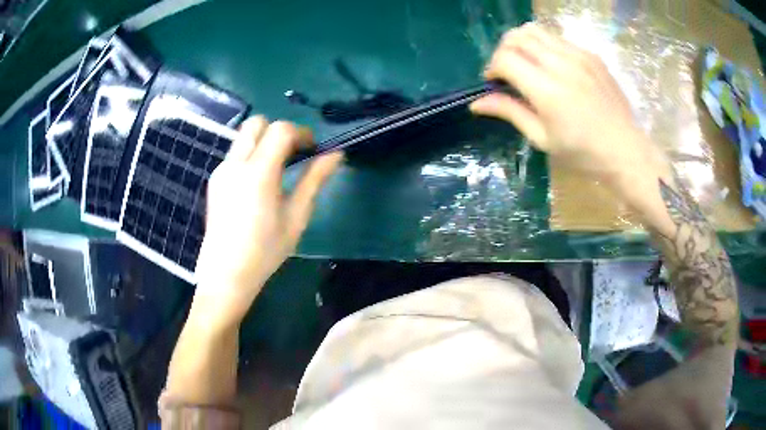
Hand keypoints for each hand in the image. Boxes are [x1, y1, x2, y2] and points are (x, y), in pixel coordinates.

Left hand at [193, 118, 342, 324]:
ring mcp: (221, 171)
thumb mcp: (296, 217)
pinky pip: (234, 155)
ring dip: (263, 142)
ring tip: (275, 170)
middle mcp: (235, 164)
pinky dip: (250, 156)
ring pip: (243, 137)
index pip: (280, 130)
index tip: (312, 149)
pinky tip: (256, 185)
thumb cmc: (265, 250)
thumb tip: (336, 154)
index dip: (301, 133)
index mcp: (258, 173)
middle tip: (292, 154)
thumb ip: (314, 180)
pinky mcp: (214, 180)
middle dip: (278, 130)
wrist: (226, 274)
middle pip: (256, 123)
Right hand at [470, 23, 667, 185]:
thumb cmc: (582, 152)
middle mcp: (561, 64)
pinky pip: (558, 38)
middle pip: (517, 37)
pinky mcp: (591, 55)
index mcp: (547, 90)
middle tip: (509, 71)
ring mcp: (579, 55)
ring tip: (528, 63)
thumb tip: (476, 103)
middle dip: (504, 50)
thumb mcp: (542, 138)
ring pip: (536, 30)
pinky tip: (554, 67)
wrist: (625, 150)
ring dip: (523, 43)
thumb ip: (510, 112)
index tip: (495, 82)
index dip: (492, 67)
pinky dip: (546, 47)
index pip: (505, 58)